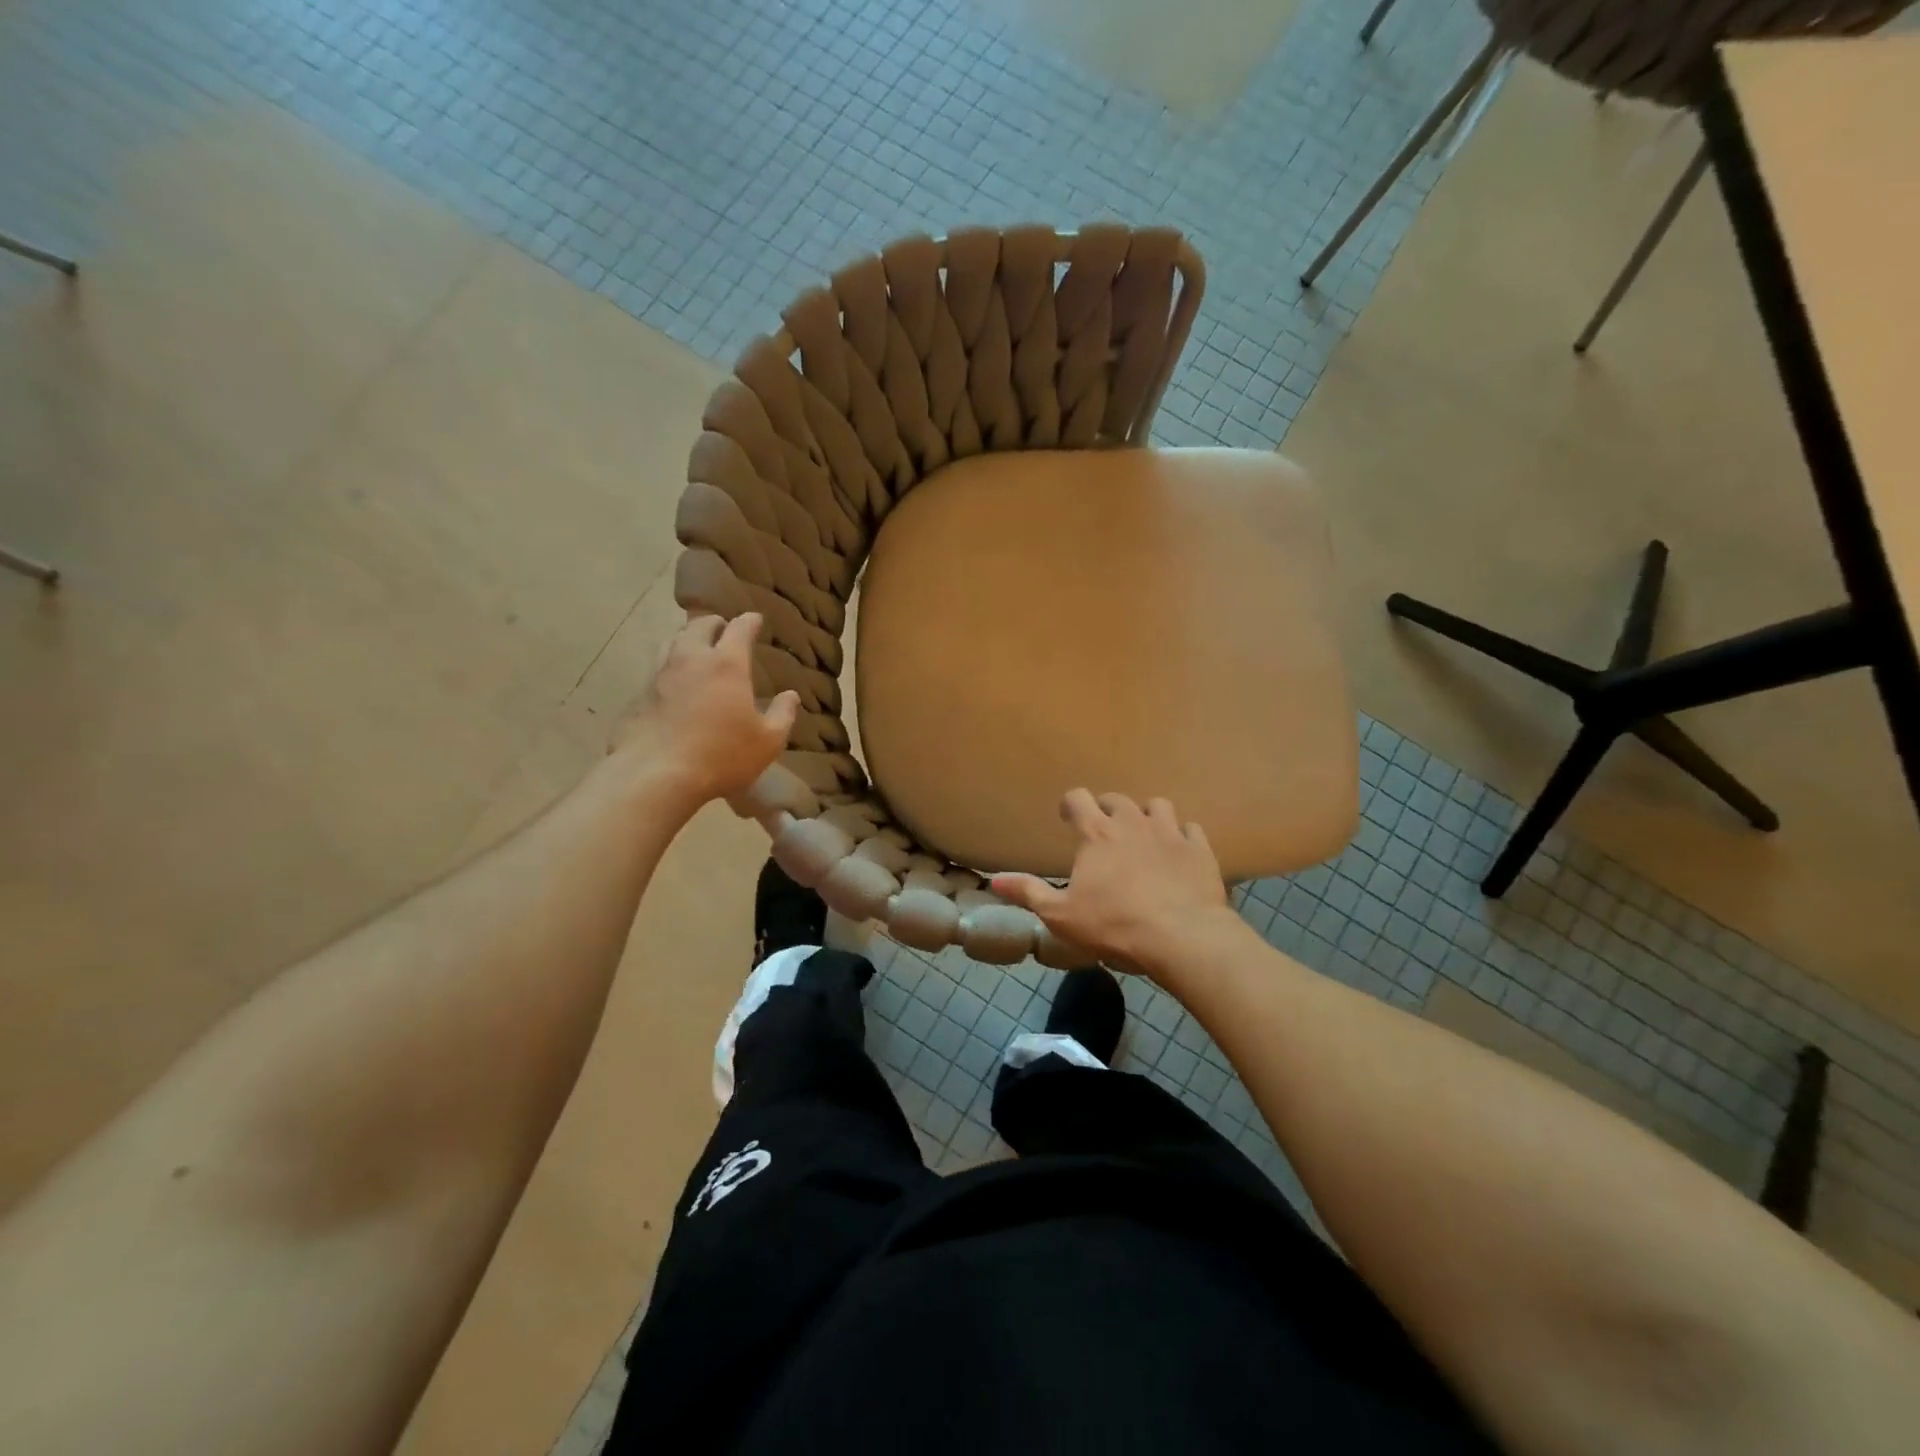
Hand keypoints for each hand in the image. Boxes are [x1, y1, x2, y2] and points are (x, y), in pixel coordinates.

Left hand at [610, 613, 798, 812]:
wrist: (655, 775)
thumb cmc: (721, 756)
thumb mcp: (767, 741)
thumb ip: (782, 715)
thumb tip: (791, 696)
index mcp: (727, 664)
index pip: (739, 628)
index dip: (749, 621)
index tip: (756, 620)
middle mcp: (691, 659)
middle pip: (699, 626)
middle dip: (715, 624)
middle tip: (723, 629)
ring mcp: (660, 675)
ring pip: (672, 642)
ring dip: (687, 640)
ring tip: (696, 650)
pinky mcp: (639, 696)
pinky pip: (656, 671)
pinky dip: (669, 670)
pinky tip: (673, 686)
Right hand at [991, 790, 1236, 974]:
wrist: (1183, 938)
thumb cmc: (1115, 925)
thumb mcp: (1061, 916)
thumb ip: (1029, 893)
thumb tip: (994, 880)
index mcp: (1097, 833)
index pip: (1078, 799)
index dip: (1070, 805)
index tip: (1067, 818)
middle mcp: (1133, 822)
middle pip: (1117, 799)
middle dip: (1107, 809)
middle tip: (1103, 830)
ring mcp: (1170, 832)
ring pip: (1158, 805)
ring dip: (1147, 815)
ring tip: (1144, 834)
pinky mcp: (1199, 849)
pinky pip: (1191, 829)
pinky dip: (1182, 836)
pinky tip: (1179, 851)